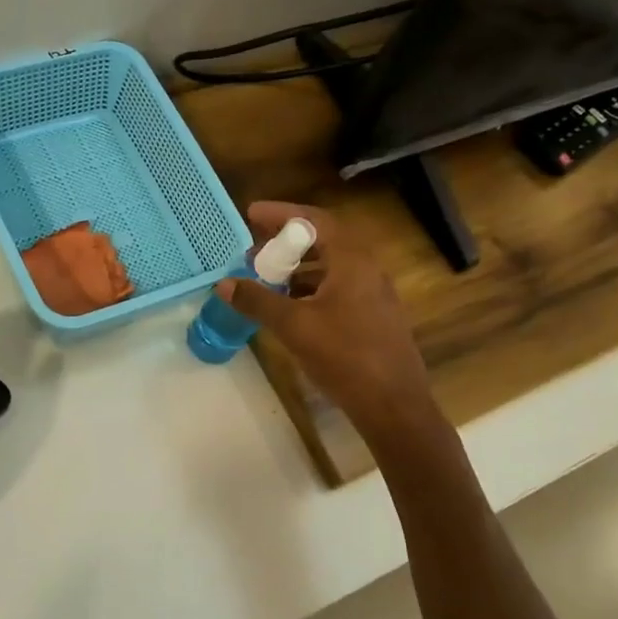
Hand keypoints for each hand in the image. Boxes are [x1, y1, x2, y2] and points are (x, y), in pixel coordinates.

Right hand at [219, 202, 434, 441]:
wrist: (393, 404)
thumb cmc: (345, 357)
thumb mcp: (294, 327)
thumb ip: (258, 301)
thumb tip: (224, 284)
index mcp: (352, 261)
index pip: (315, 220)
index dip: (282, 214)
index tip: (252, 214)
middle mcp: (367, 270)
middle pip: (324, 241)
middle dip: (287, 242)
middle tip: (254, 251)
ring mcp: (374, 295)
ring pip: (331, 268)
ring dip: (298, 267)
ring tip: (267, 278)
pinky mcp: (374, 318)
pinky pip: (338, 289)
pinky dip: (311, 288)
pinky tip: (291, 308)